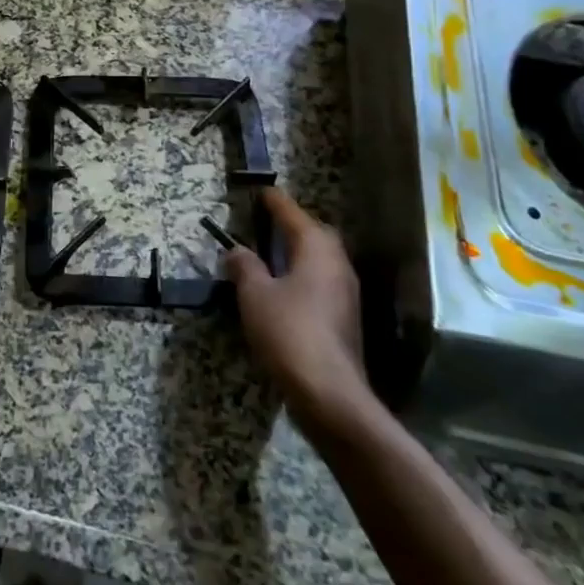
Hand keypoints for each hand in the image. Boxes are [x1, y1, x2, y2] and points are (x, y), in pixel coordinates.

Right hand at [225, 189, 372, 435]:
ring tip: (269, 255)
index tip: (261, 191)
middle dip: (292, 226)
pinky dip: (301, 276)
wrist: (329, 393)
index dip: (274, 201)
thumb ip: (244, 266)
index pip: (292, 214)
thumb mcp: (254, 294)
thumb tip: (237, 250)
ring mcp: (346, 293)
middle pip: (314, 234)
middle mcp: (337, 264)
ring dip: (297, 253)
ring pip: (319, 260)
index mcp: (316, 249)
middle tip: (266, 223)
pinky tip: (282, 289)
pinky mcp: (344, 318)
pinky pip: (320, 282)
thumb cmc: (289, 332)